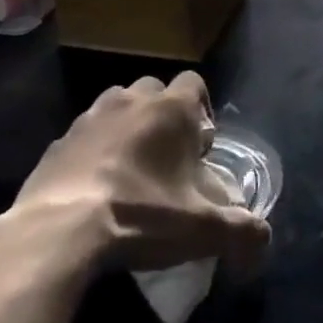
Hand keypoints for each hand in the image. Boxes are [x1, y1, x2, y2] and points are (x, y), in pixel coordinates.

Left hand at [2, 72, 270, 273]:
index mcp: (171, 109)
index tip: (200, 147)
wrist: (58, 230)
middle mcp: (131, 100)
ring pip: (116, 107)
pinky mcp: (58, 142)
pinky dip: (92, 153)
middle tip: (167, 158)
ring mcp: (90, 117)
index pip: (195, 83)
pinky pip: (84, 137)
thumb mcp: (202, 230)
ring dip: (126, 128)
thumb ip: (242, 231)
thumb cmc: (141, 215)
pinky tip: (93, 190)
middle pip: (154, 91)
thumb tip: (263, 239)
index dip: (202, 110)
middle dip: (163, 115)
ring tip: (129, 171)